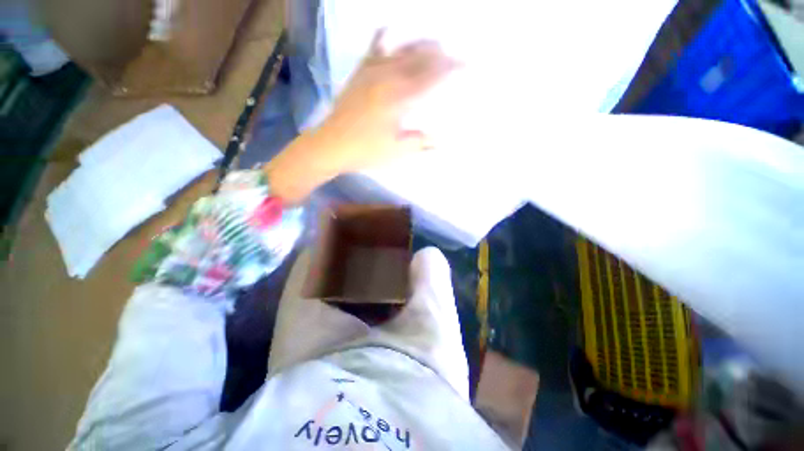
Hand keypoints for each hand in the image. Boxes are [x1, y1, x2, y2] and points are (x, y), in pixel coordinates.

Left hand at [316, 29, 459, 172]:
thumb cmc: (366, 151)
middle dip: (441, 55)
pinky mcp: (360, 72)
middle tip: (455, 57)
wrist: (331, 144)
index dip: (452, 68)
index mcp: (400, 98)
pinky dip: (385, 37)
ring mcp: (372, 71)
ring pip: (402, 49)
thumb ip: (420, 143)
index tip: (468, 65)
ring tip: (435, 45)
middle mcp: (388, 77)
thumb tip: (440, 141)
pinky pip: (374, 47)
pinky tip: (392, 30)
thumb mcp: (396, 151)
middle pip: (420, 58)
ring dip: (421, 45)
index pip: (433, 76)